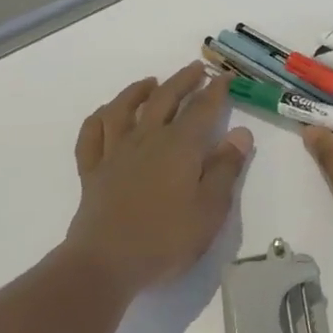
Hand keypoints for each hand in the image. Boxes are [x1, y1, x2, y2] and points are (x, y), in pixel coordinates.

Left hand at [62, 62, 253, 295]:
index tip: (224, 77)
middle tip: (196, 69)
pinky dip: (99, 118)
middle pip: (165, 99)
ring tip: (151, 82)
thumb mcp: (210, 209)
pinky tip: (107, 114)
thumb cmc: (166, 239)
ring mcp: (115, 152)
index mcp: (180, 146)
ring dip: (138, 91)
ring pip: (124, 109)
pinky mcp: (92, 170)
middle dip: (183, 81)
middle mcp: (147, 139)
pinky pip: (92, 135)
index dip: (216, 91)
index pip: (202, 109)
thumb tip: (240, 133)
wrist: (106, 263)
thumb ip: (226, 168)